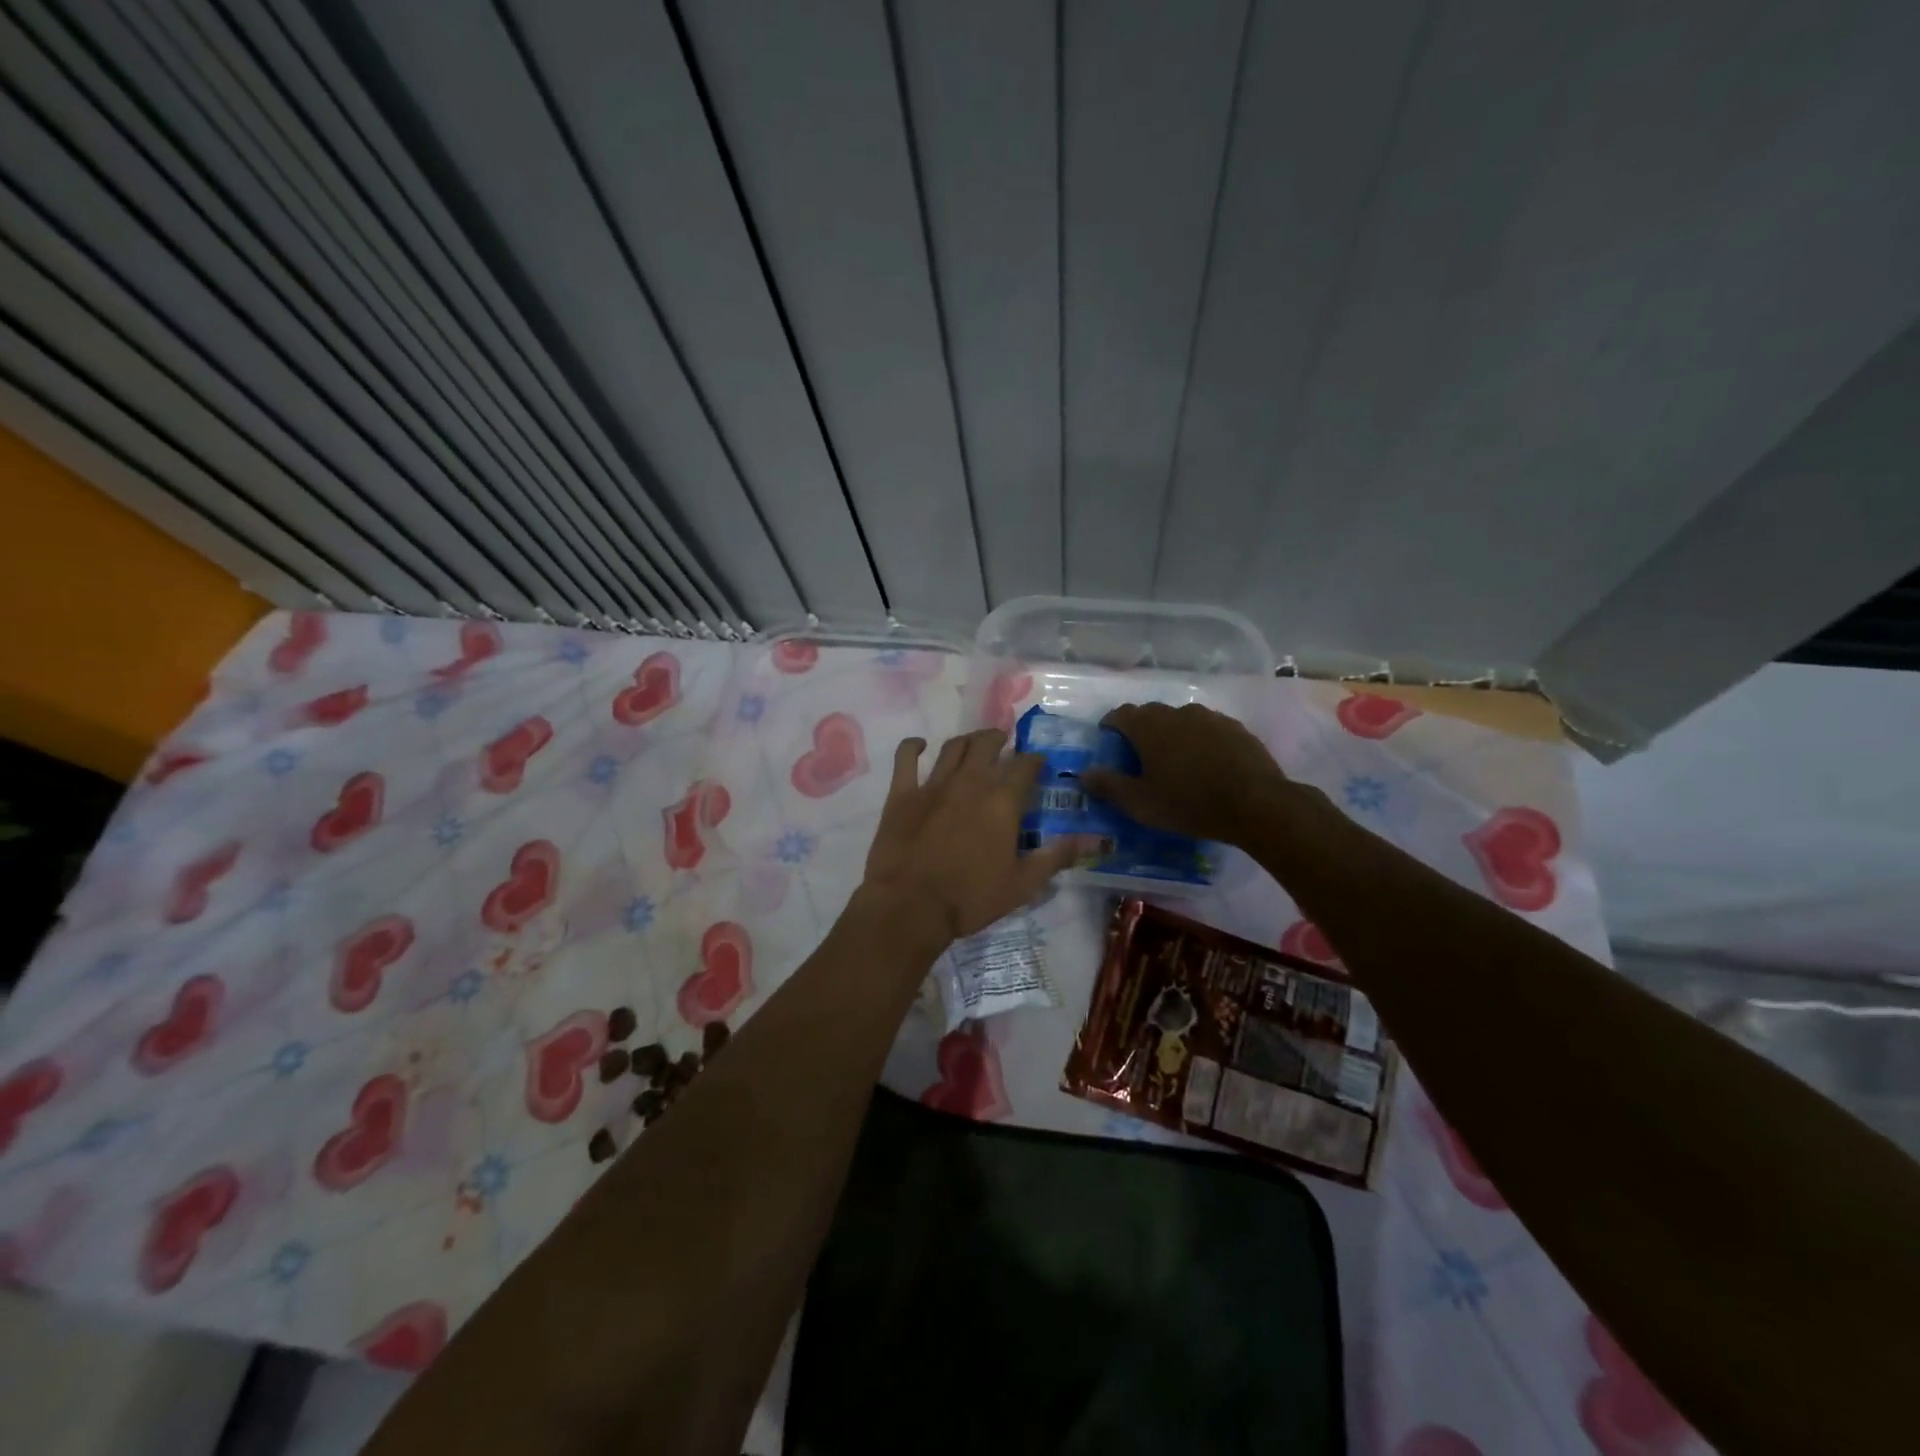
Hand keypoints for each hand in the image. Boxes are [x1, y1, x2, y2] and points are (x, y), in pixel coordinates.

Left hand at [862, 729, 1079, 945]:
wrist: (910, 906)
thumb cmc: (970, 897)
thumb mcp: (1022, 884)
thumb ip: (1056, 857)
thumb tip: (1092, 841)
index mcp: (1002, 801)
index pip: (1025, 766)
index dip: (1034, 760)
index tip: (1038, 764)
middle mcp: (970, 782)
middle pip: (988, 744)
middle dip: (1000, 740)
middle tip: (1004, 744)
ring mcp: (933, 784)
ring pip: (953, 747)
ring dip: (967, 740)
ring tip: (974, 743)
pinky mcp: (901, 793)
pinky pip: (905, 758)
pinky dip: (913, 747)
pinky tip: (919, 745)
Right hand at [1082, 702, 1293, 846]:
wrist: (1256, 804)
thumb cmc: (1189, 803)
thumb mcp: (1140, 803)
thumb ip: (1108, 785)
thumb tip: (1084, 773)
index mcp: (1149, 726)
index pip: (1121, 714)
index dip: (1111, 725)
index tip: (1108, 739)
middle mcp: (1177, 712)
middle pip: (1151, 714)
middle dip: (1141, 730)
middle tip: (1140, 756)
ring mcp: (1210, 717)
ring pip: (1181, 720)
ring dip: (1173, 734)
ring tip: (1175, 761)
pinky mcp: (1236, 728)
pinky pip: (1208, 729)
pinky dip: (1200, 741)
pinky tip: (1206, 764)